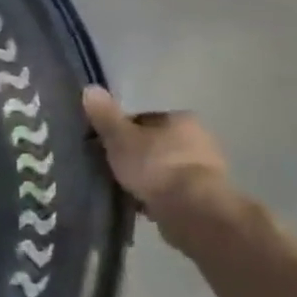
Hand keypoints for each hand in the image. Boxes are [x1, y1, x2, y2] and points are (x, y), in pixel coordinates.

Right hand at [81, 87, 231, 234]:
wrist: (192, 208)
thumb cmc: (154, 165)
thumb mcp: (120, 138)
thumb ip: (105, 116)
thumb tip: (90, 88)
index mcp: (180, 119)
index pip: (143, 120)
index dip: (120, 132)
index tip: (104, 147)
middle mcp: (199, 138)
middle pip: (155, 143)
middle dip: (136, 155)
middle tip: (111, 169)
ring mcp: (207, 167)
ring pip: (165, 167)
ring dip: (148, 176)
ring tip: (124, 189)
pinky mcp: (206, 193)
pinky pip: (173, 189)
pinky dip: (159, 194)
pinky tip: (142, 204)